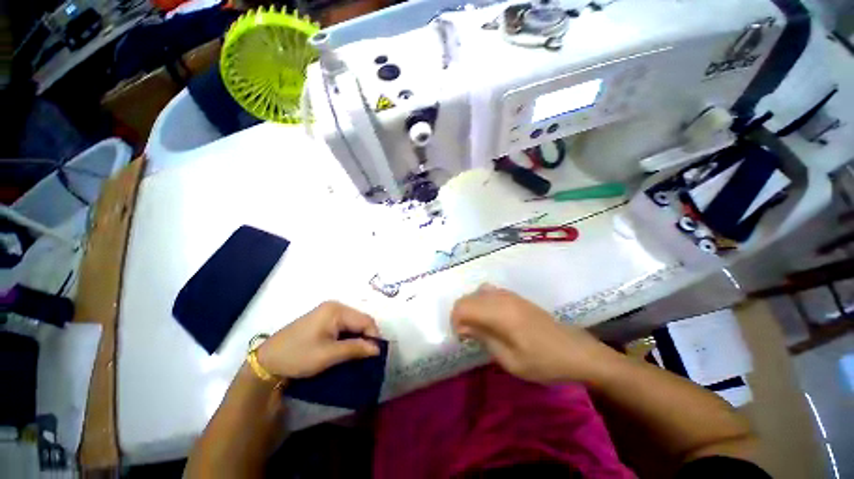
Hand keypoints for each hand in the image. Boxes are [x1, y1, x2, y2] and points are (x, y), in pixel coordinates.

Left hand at [257, 301, 380, 379]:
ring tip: (360, 355)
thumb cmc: (298, 356)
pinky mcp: (323, 320)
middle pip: (360, 320)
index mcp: (336, 310)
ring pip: (353, 324)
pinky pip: (344, 326)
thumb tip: (378, 349)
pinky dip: (349, 337)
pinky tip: (348, 349)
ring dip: (358, 338)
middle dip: (366, 337)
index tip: (376, 356)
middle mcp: (335, 307)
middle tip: (368, 357)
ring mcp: (328, 312)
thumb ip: (355, 349)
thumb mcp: (328, 355)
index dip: (374, 337)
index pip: (365, 320)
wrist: (267, 362)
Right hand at [451, 284, 614, 382]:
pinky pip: (488, 292)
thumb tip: (464, 327)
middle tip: (469, 336)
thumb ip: (484, 338)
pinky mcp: (515, 296)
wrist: (575, 351)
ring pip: (476, 293)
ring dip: (471, 308)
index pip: (462, 307)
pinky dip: (481, 303)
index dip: (455, 322)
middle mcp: (501, 298)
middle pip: (467, 298)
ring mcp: (509, 294)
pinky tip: (491, 318)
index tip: (463, 339)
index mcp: (499, 313)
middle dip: (461, 315)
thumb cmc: (543, 362)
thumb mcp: (510, 360)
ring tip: (479, 327)